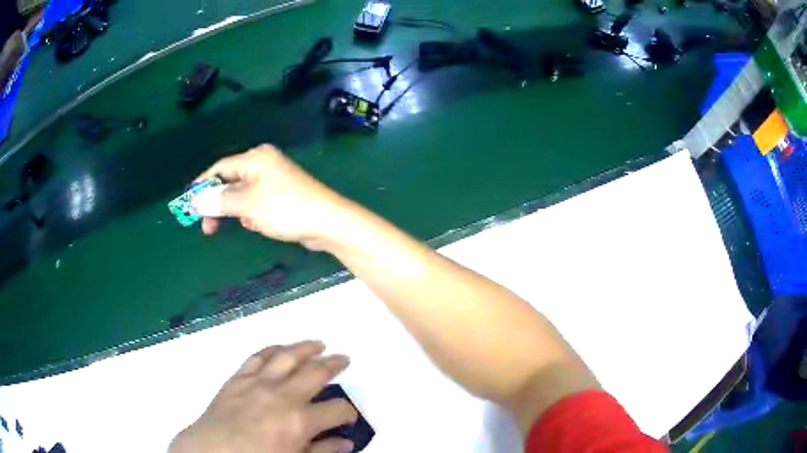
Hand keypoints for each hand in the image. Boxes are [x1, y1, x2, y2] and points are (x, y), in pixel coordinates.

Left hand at [170, 341, 356, 452]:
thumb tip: (347, 443)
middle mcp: (282, 395)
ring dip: (305, 348)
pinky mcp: (238, 378)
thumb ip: (322, 451)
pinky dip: (271, 349)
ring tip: (318, 343)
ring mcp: (258, 382)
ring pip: (287, 356)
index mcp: (300, 420)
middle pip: (316, 373)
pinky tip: (279, 348)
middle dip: (334, 365)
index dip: (348, 412)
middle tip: (344, 358)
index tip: (348, 416)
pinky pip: (257, 357)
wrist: (212, 452)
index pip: (337, 409)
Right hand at [195, 145, 349, 248]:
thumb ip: (219, 201)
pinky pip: (256, 204)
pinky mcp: (281, 196)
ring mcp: (274, 180)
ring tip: (248, 224)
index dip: (203, 185)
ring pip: (243, 196)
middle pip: (230, 182)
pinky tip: (260, 225)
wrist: (327, 223)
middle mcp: (264, 164)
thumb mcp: (247, 204)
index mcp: (255, 158)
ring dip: (238, 212)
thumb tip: (196, 199)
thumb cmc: (284, 208)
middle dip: (219, 204)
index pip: (220, 168)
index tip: (190, 205)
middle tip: (207, 227)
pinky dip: (253, 215)